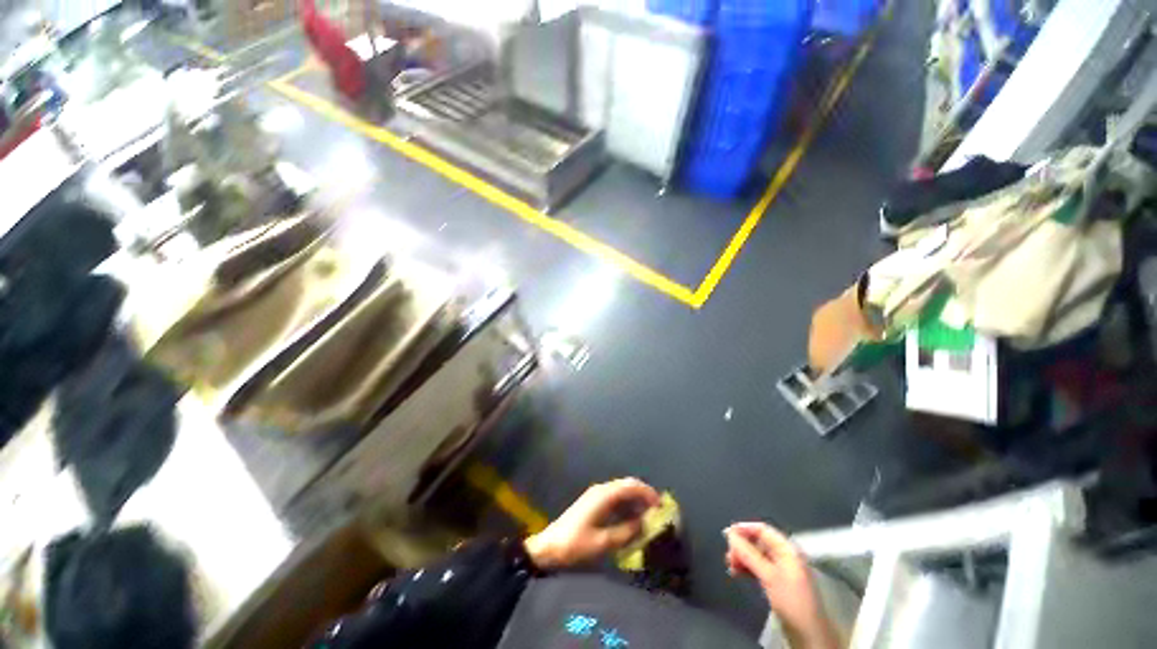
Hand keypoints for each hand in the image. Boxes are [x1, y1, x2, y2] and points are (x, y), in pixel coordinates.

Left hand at [525, 478, 660, 569]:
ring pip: (621, 492)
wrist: (549, 547)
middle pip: (627, 485)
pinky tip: (631, 520)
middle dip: (643, 496)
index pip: (631, 485)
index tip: (661, 505)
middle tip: (657, 512)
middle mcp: (601, 490)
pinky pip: (615, 499)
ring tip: (648, 518)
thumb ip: (626, 532)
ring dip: (635, 502)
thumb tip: (644, 524)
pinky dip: (626, 506)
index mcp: (604, 495)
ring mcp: (596, 496)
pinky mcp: (593, 504)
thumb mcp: (604, 542)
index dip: (648, 493)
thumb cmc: (576, 544)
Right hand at [724, 523, 837, 648]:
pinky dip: (749, 568)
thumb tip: (731, 534)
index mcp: (787, 549)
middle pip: (759, 542)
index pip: (763, 530)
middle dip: (742, 546)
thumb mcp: (769, 576)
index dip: (744, 529)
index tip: (727, 534)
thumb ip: (749, 554)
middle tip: (728, 556)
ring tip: (731, 566)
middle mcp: (785, 556)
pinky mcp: (779, 583)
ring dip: (743, 558)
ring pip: (758, 556)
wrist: (810, 636)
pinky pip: (760, 568)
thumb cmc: (792, 602)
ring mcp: (783, 570)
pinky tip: (739, 573)